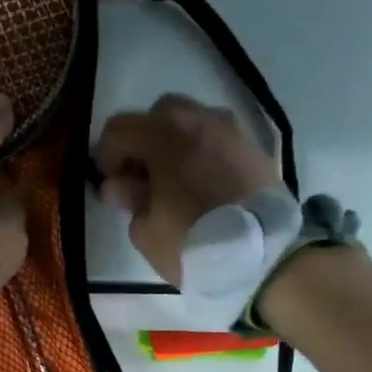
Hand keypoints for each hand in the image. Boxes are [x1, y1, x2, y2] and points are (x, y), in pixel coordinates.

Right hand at [93, 93, 280, 285]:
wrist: (265, 257)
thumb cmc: (193, 244)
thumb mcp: (146, 231)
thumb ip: (129, 199)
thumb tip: (119, 184)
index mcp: (165, 136)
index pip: (119, 128)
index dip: (107, 154)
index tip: (110, 183)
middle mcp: (199, 121)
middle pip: (160, 113)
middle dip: (144, 139)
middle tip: (142, 177)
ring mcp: (233, 132)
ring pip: (194, 121)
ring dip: (177, 142)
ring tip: (175, 180)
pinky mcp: (256, 150)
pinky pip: (220, 140)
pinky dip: (205, 153)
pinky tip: (204, 185)